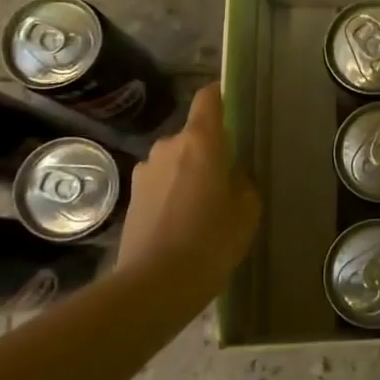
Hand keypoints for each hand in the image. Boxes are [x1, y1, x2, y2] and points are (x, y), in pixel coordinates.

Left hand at [117, 83, 260, 303]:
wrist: (157, 283)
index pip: (208, 99)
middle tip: (228, 177)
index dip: (220, 96)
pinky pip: (162, 182)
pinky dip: (174, 192)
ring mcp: (145, 170)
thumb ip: (243, 180)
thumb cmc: (212, 239)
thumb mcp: (247, 209)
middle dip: (210, 149)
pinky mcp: (133, 196)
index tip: (234, 104)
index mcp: (201, 141)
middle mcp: (169, 146)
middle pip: (193, 135)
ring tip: (205, 205)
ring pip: (176, 160)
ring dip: (189, 172)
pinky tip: (184, 222)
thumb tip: (232, 172)